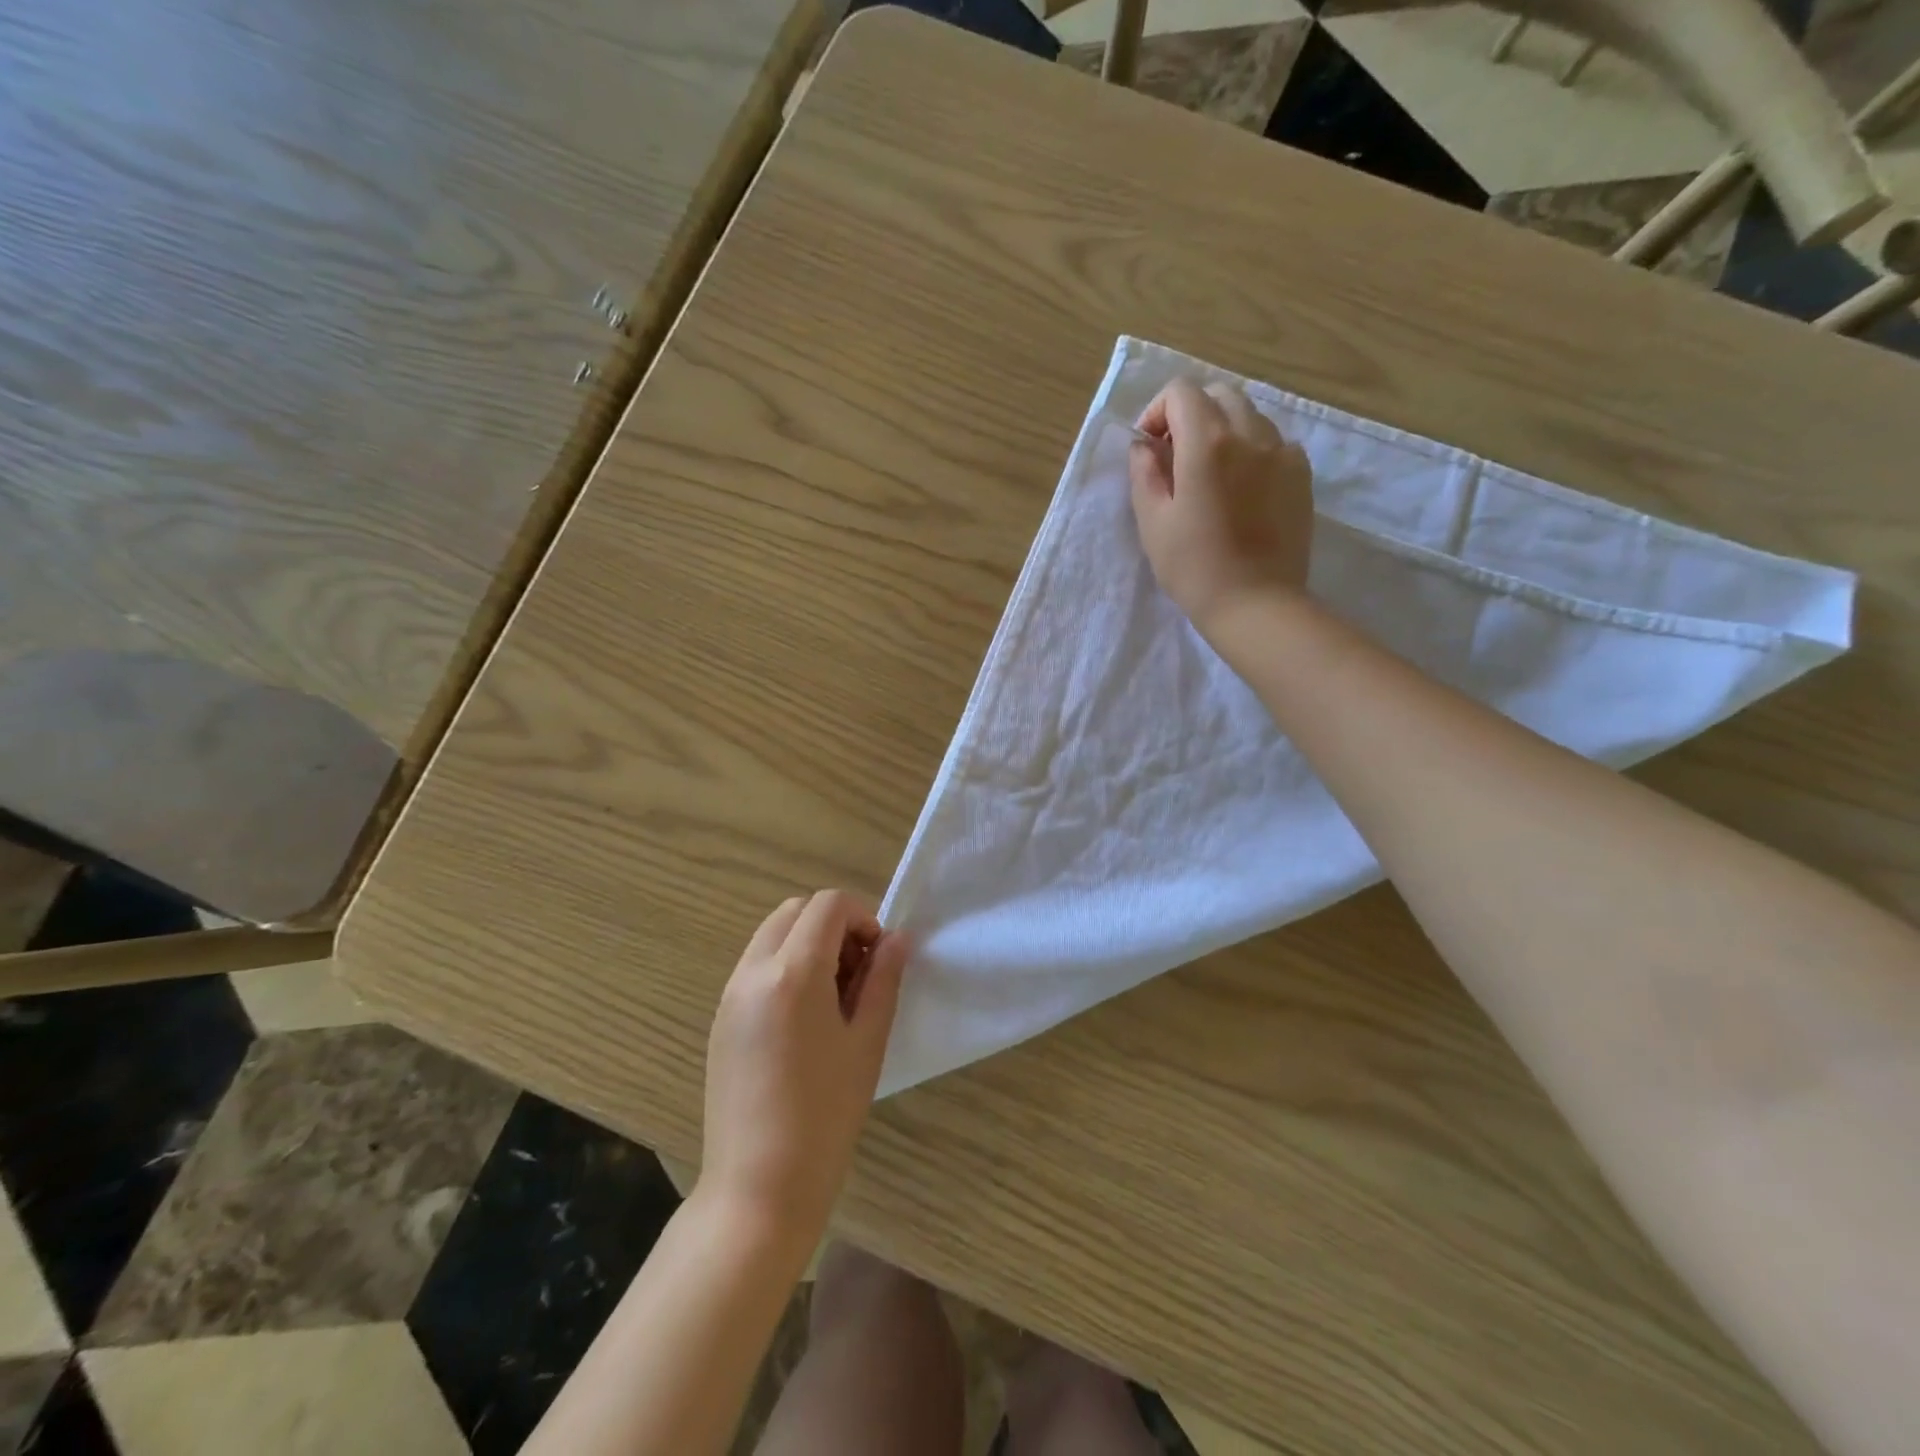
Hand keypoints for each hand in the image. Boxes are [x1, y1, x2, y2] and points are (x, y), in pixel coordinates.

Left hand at [700, 890, 908, 1249]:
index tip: (878, 957)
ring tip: (834, 995)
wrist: (758, 1186)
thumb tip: (896, 939)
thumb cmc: (826, 1114)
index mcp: (793, 973)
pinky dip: (785, 965)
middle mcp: (753, 971)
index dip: (863, 916)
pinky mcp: (720, 1018)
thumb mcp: (867, 1042)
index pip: (828, 905)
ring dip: (808, 942)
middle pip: (796, 910)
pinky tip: (804, 1017)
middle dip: (834, 924)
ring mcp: (730, 994)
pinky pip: (756, 965)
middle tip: (858, 972)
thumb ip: (883, 979)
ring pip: (772, 934)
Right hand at [1129, 377, 1314, 635]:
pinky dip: (1252, 451)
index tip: (1149, 448)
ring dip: (1222, 431)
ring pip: (1249, 415)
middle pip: (1218, 395)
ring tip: (1210, 475)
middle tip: (1176, 457)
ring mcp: (1282, 452)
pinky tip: (1242, 489)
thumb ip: (1144, 473)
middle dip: (1191, 415)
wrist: (1256, 604)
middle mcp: (1249, 434)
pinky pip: (1273, 443)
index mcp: (1207, 443)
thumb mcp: (1153, 522)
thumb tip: (1144, 445)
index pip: (1181, 392)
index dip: (1158, 412)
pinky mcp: (1301, 474)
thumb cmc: (1194, 568)